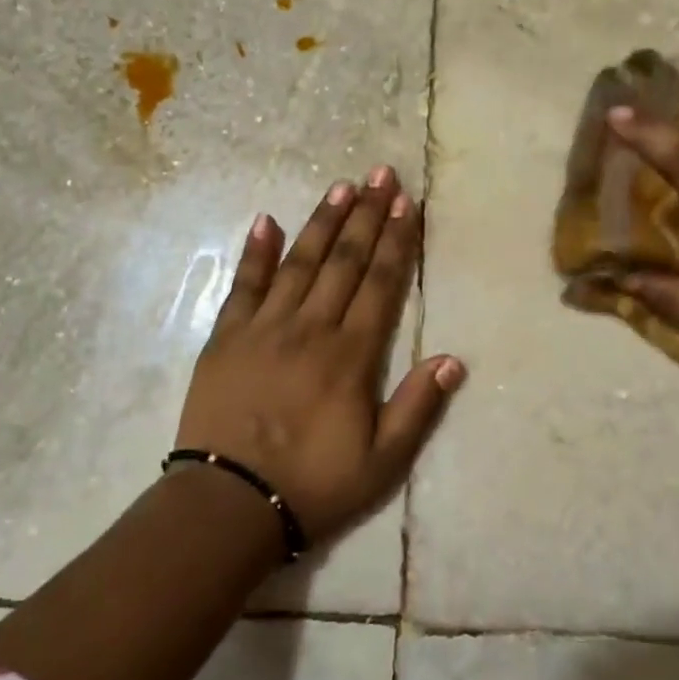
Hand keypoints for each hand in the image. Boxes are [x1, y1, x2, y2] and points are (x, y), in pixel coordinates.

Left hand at [175, 167, 464, 545]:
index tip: (407, 203)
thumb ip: (417, 407)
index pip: (381, 284)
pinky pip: (243, 285)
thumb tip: (453, 360)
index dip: (396, 241)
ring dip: (322, 222)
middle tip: (381, 174)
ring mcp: (264, 328)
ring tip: (341, 186)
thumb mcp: (382, 462)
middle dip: (367, 215)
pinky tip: (267, 220)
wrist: (228, 505)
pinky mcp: (225, 337)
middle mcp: (310, 328)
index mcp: (351, 356)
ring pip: (300, 262)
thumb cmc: (313, 485)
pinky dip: (256, 252)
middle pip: (344, 261)